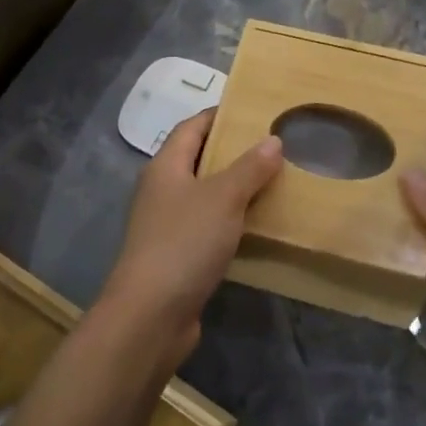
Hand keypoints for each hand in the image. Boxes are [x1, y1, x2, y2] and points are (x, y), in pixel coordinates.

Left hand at [103, 109, 282, 363]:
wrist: (151, 314)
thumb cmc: (184, 243)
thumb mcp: (223, 198)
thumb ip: (249, 168)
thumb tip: (272, 140)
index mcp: (165, 167)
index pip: (191, 127)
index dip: (219, 116)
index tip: (253, 111)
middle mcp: (162, 191)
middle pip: (198, 160)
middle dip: (233, 153)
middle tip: (274, 147)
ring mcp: (167, 225)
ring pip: (206, 197)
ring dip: (235, 190)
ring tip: (275, 182)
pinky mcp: (177, 256)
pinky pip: (208, 228)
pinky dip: (232, 222)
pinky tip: (259, 226)